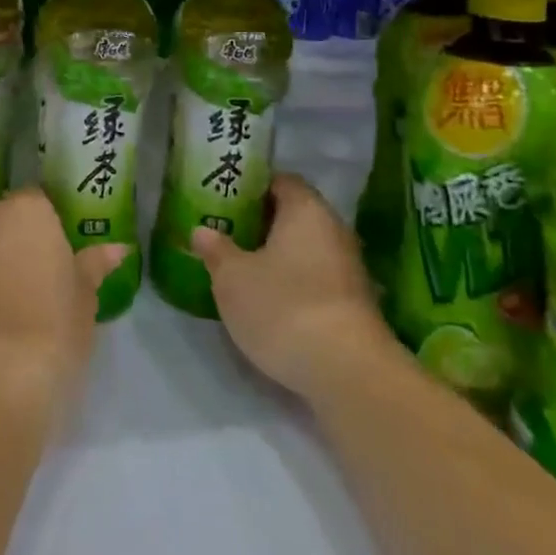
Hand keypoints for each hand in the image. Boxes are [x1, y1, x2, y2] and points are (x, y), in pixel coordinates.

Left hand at [0, 189, 125, 425]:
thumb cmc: (51, 328)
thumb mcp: (84, 298)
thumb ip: (94, 266)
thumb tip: (117, 249)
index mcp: (26, 210)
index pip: (41, 201)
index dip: (54, 226)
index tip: (66, 253)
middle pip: (8, 221)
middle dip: (24, 242)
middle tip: (48, 277)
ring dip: (1, 265)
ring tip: (24, 304)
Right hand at [192, 174, 396, 397]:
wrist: (348, 374)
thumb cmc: (283, 306)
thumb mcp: (232, 278)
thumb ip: (216, 249)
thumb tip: (202, 230)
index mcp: (306, 209)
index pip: (280, 180)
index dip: (251, 186)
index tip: (223, 198)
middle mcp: (333, 230)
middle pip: (293, 215)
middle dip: (260, 222)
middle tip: (225, 232)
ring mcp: (349, 269)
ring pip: (304, 249)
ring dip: (276, 255)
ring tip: (240, 267)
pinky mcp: (353, 304)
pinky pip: (315, 277)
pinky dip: (292, 282)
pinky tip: (268, 300)